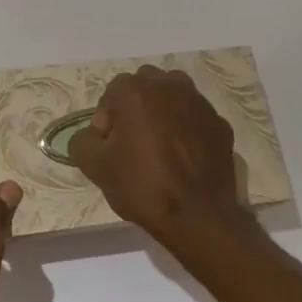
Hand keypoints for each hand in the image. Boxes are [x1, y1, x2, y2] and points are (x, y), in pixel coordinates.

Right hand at [73, 65, 252, 253]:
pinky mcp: (219, 122)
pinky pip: (194, 117)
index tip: (111, 150)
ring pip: (172, 96)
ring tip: (160, 147)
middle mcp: (168, 85)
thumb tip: (92, 136)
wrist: (199, 216)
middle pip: (142, 88)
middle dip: (134, 109)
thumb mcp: (95, 167)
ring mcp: (198, 102)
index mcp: (135, 90)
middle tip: (133, 145)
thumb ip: (82, 141)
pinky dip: (187, 129)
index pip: (110, 96)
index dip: (106, 123)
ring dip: (162, 112)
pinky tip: (184, 157)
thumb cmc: (143, 185)